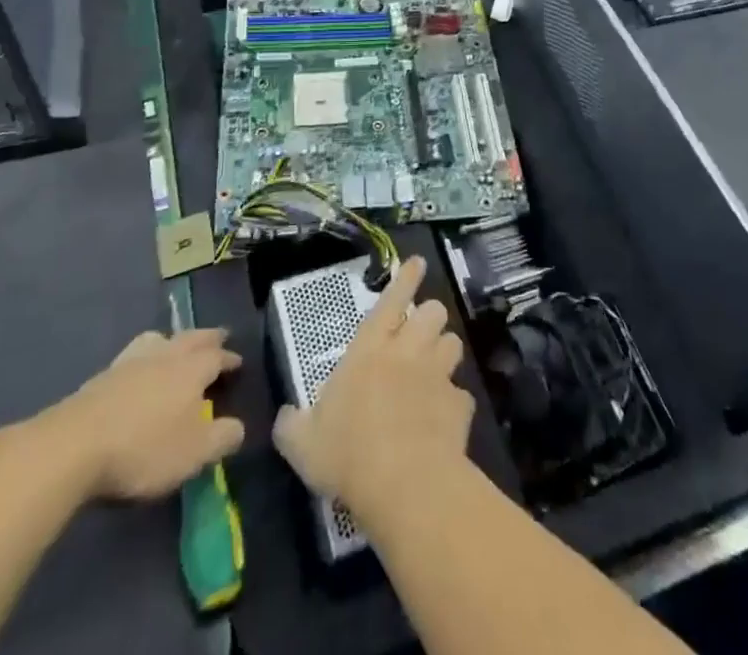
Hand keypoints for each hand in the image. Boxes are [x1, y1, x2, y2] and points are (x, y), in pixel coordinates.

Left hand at [28, 328, 243, 501]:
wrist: (75, 445)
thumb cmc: (145, 448)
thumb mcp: (195, 452)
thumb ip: (222, 438)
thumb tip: (238, 427)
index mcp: (191, 369)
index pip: (217, 357)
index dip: (229, 359)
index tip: (238, 362)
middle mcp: (165, 355)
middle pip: (191, 338)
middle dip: (207, 338)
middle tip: (218, 337)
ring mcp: (131, 362)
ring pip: (159, 340)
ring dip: (173, 340)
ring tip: (176, 345)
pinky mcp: (103, 376)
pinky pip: (133, 355)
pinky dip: (144, 357)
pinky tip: (138, 371)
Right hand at [272, 257, 472, 527]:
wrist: (404, 486)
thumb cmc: (347, 454)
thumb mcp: (302, 443)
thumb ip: (292, 424)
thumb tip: (285, 417)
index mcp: (368, 349)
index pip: (391, 300)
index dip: (405, 278)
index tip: (418, 262)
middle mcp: (407, 351)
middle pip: (432, 312)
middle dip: (429, 318)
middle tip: (418, 335)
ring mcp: (437, 376)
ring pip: (453, 343)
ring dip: (444, 351)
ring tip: (435, 367)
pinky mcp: (460, 406)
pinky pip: (462, 394)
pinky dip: (454, 402)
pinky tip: (445, 419)